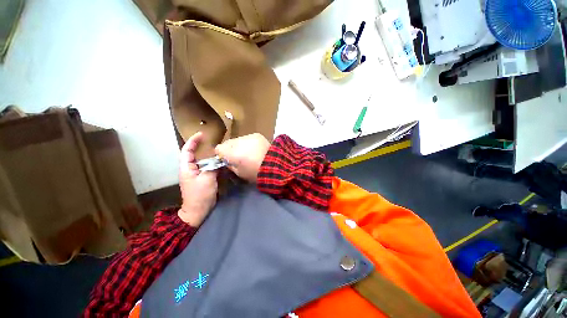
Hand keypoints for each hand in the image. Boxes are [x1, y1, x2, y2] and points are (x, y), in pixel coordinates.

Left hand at [178, 132, 217, 226]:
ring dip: (209, 156)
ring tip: (219, 152)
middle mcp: (190, 169)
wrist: (197, 210)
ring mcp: (196, 174)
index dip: (193, 141)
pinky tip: (221, 163)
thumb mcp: (207, 180)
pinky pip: (207, 168)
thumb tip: (217, 160)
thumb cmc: (200, 195)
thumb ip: (212, 167)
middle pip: (194, 154)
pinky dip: (214, 164)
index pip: (187, 150)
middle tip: (212, 141)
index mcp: (186, 168)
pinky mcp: (202, 179)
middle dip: (201, 147)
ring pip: (202, 161)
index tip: (201, 134)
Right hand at [215, 133, 269, 182]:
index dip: (221, 154)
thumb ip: (229, 165)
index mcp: (233, 153)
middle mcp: (239, 142)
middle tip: (237, 156)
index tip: (226, 159)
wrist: (275, 165)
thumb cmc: (256, 173)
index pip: (219, 148)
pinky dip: (248, 143)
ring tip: (248, 153)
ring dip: (239, 145)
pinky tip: (255, 149)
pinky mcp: (257, 135)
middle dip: (230, 149)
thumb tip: (226, 160)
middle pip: (228, 143)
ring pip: (238, 140)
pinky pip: (247, 138)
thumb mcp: (239, 173)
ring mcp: (248, 136)